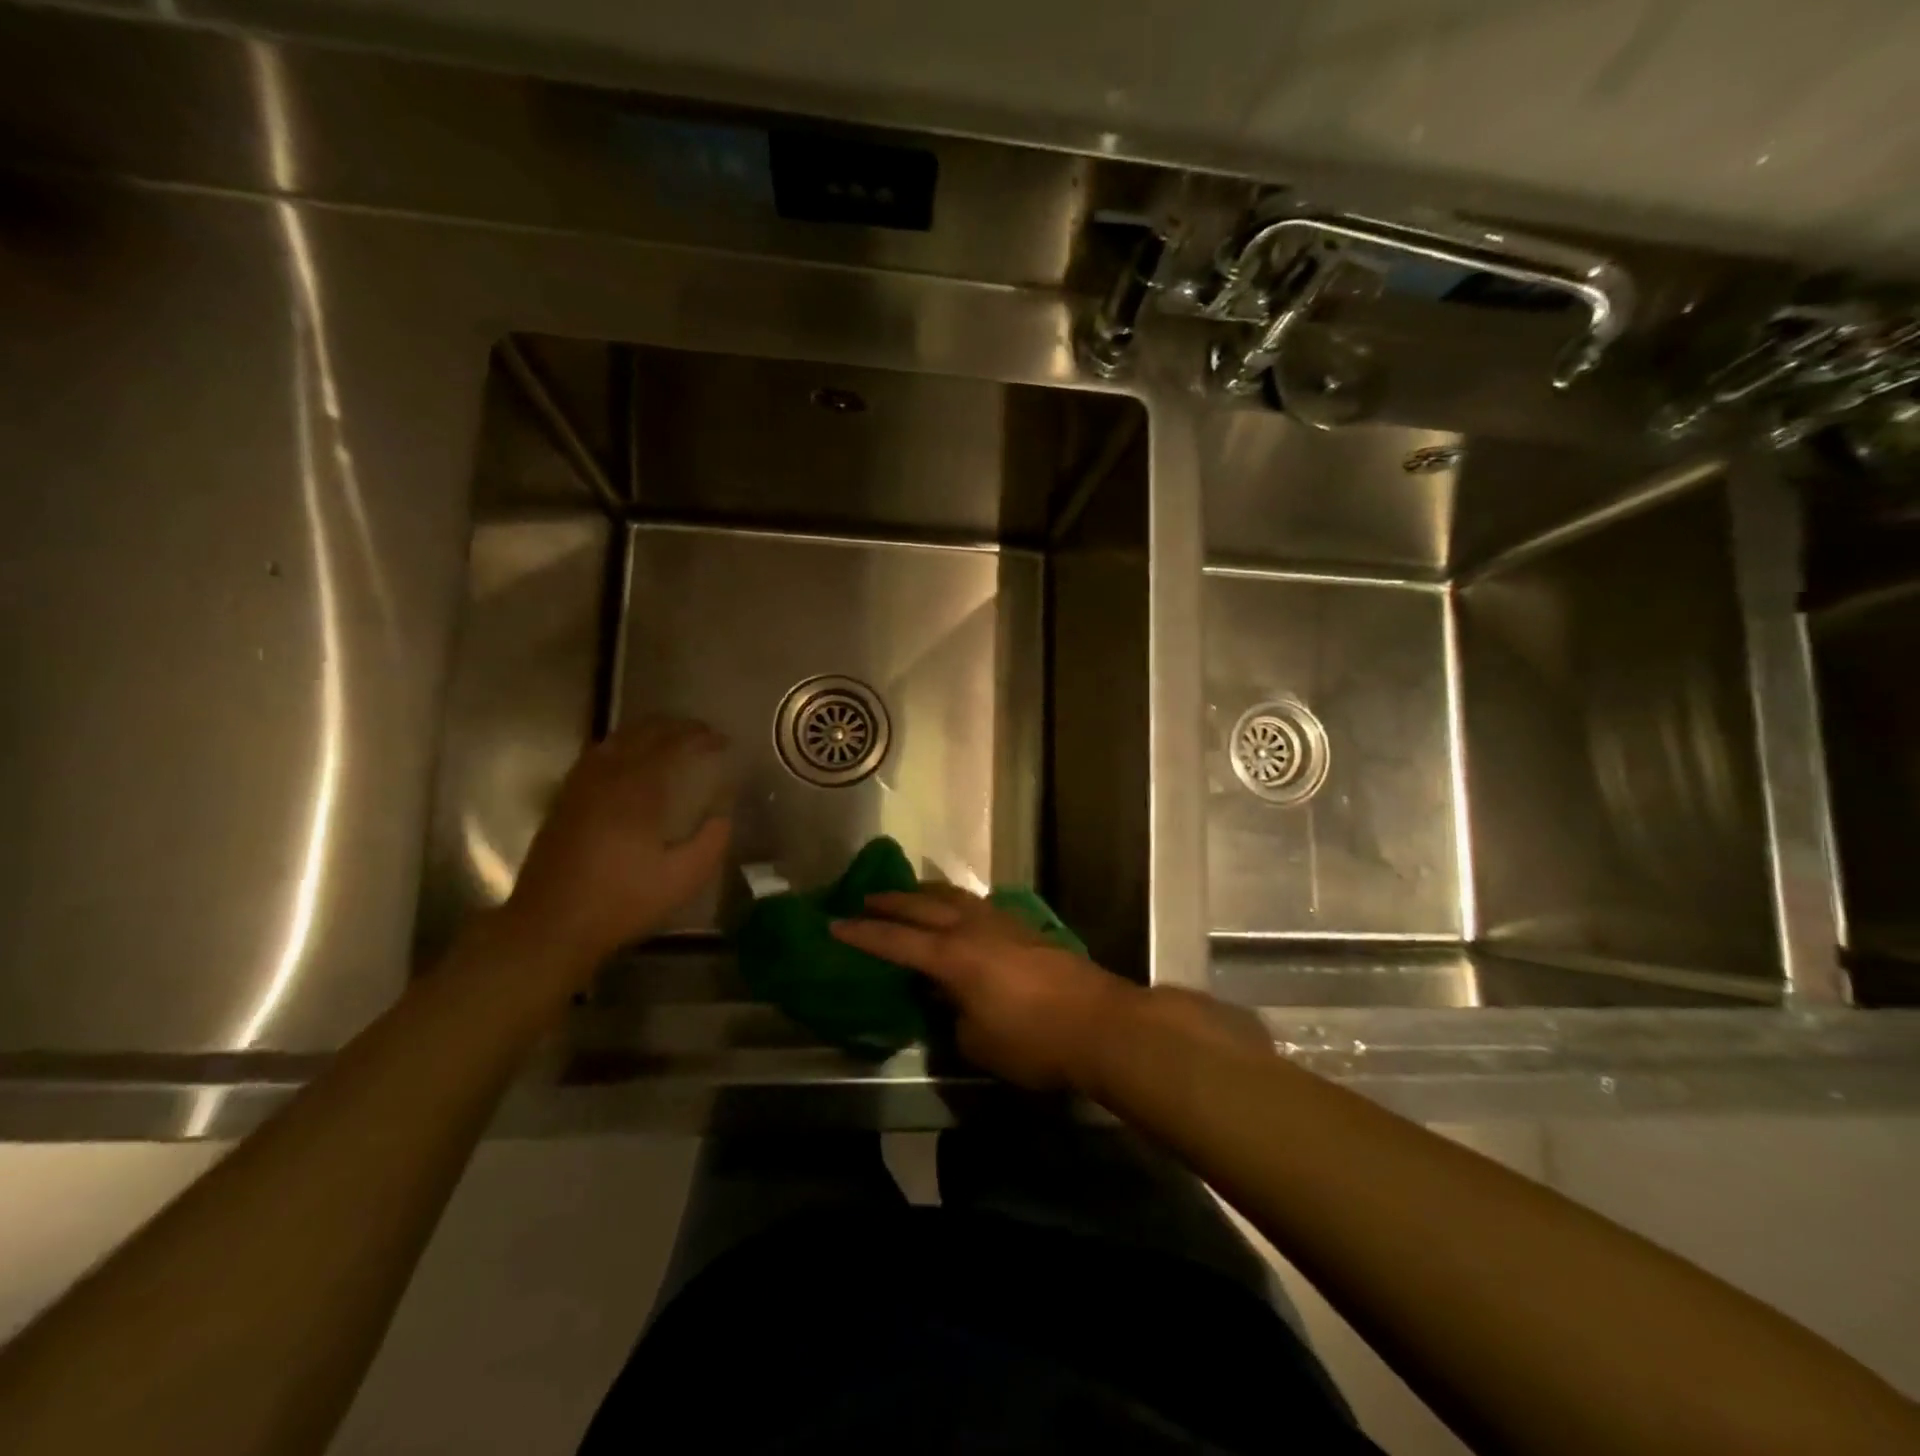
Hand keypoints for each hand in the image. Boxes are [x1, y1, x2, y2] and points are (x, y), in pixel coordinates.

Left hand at [505, 716, 732, 969]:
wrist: (551, 925)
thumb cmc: (622, 901)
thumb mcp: (683, 878)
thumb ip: (711, 841)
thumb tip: (724, 813)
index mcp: (637, 791)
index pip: (673, 745)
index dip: (700, 737)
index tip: (723, 739)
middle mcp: (607, 777)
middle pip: (642, 733)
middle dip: (675, 727)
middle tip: (701, 733)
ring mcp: (580, 786)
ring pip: (615, 740)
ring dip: (646, 732)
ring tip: (670, 738)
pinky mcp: (565, 800)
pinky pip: (596, 756)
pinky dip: (621, 746)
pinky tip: (629, 759)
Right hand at [830, 887, 1141, 1090]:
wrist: (1099, 1022)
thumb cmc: (1033, 1040)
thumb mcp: (978, 1041)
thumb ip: (953, 1015)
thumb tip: (947, 999)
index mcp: (952, 956)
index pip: (896, 941)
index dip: (864, 934)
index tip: (835, 924)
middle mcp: (973, 929)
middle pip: (924, 906)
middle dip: (892, 902)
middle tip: (865, 899)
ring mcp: (1002, 924)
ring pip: (955, 898)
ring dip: (928, 895)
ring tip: (912, 895)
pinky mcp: (1025, 929)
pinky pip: (979, 907)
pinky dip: (958, 905)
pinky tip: (959, 913)